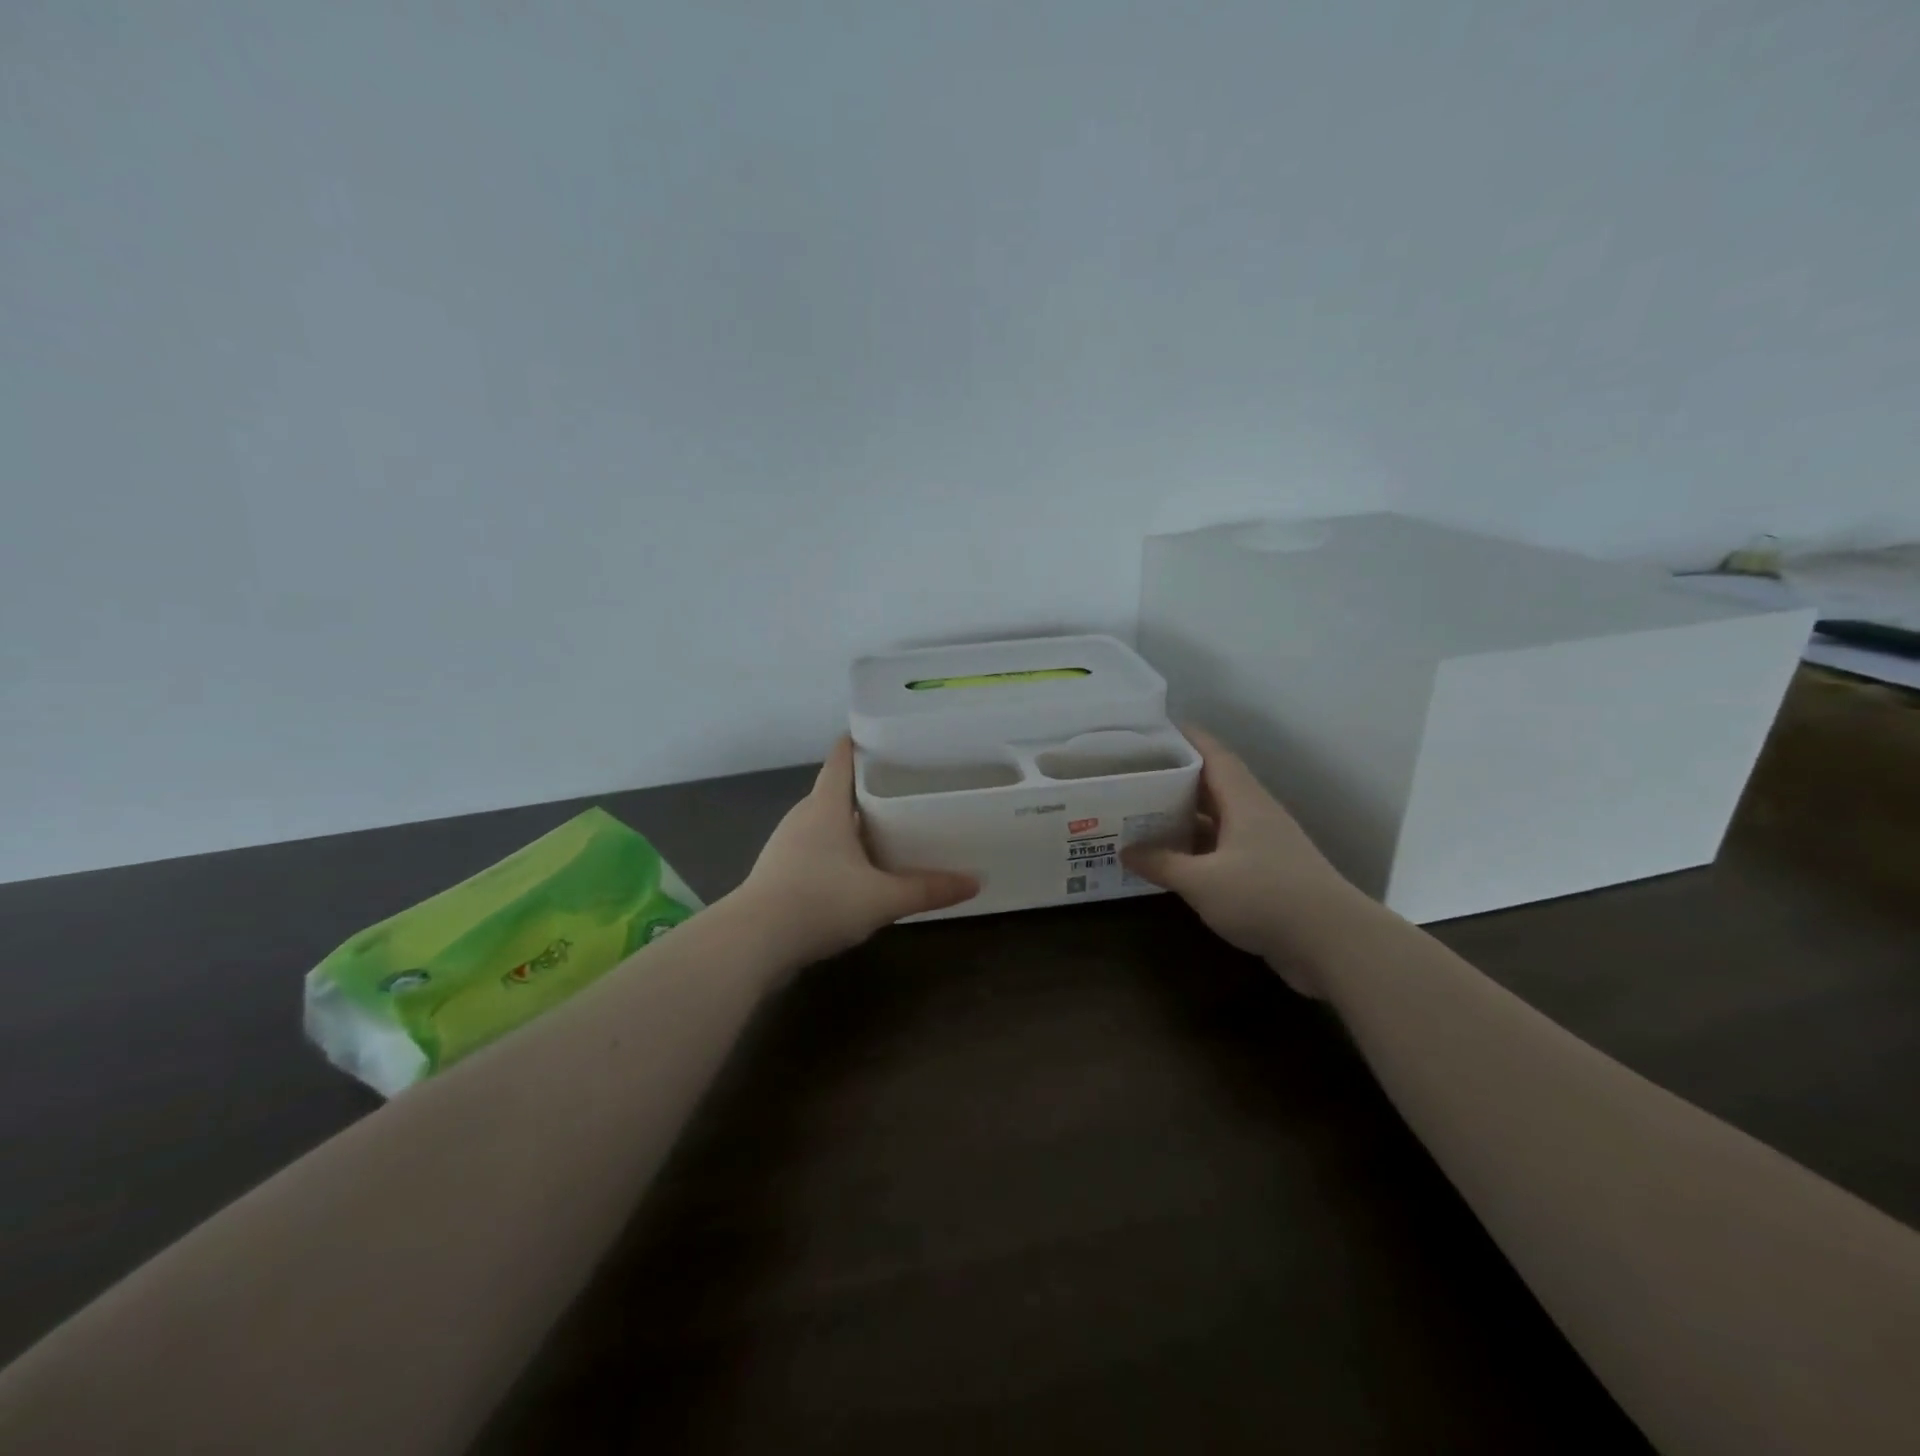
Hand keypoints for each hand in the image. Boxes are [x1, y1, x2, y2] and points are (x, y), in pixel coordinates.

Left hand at [732, 737, 978, 966]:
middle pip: (837, 790)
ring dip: (853, 821)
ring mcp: (787, 844)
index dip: (862, 742)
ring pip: (826, 821)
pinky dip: (838, 849)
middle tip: (906, 786)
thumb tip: (975, 882)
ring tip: (889, 826)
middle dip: (868, 786)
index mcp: (826, 806)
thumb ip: (928, 889)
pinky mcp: (779, 871)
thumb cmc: (819, 902)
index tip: (889, 736)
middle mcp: (803, 816)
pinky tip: (858, 869)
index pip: (842, 758)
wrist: (752, 943)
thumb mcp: (882, 898)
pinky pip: (816, 847)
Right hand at [1121, 726, 1369, 995]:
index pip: (1213, 753)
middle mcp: (1254, 814)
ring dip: (1183, 815)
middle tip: (1134, 774)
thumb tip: (1126, 851)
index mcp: (1244, 801)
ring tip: (1141, 812)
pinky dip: (1195, 849)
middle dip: (1174, 777)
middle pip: (1211, 784)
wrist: (1334, 944)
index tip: (1152, 729)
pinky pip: (1221, 849)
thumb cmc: (1266, 897)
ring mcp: (1263, 845)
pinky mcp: (1266, 874)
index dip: (1185, 737)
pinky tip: (1169, 858)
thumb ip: (1162, 864)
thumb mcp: (1202, 882)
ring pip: (1216, 819)